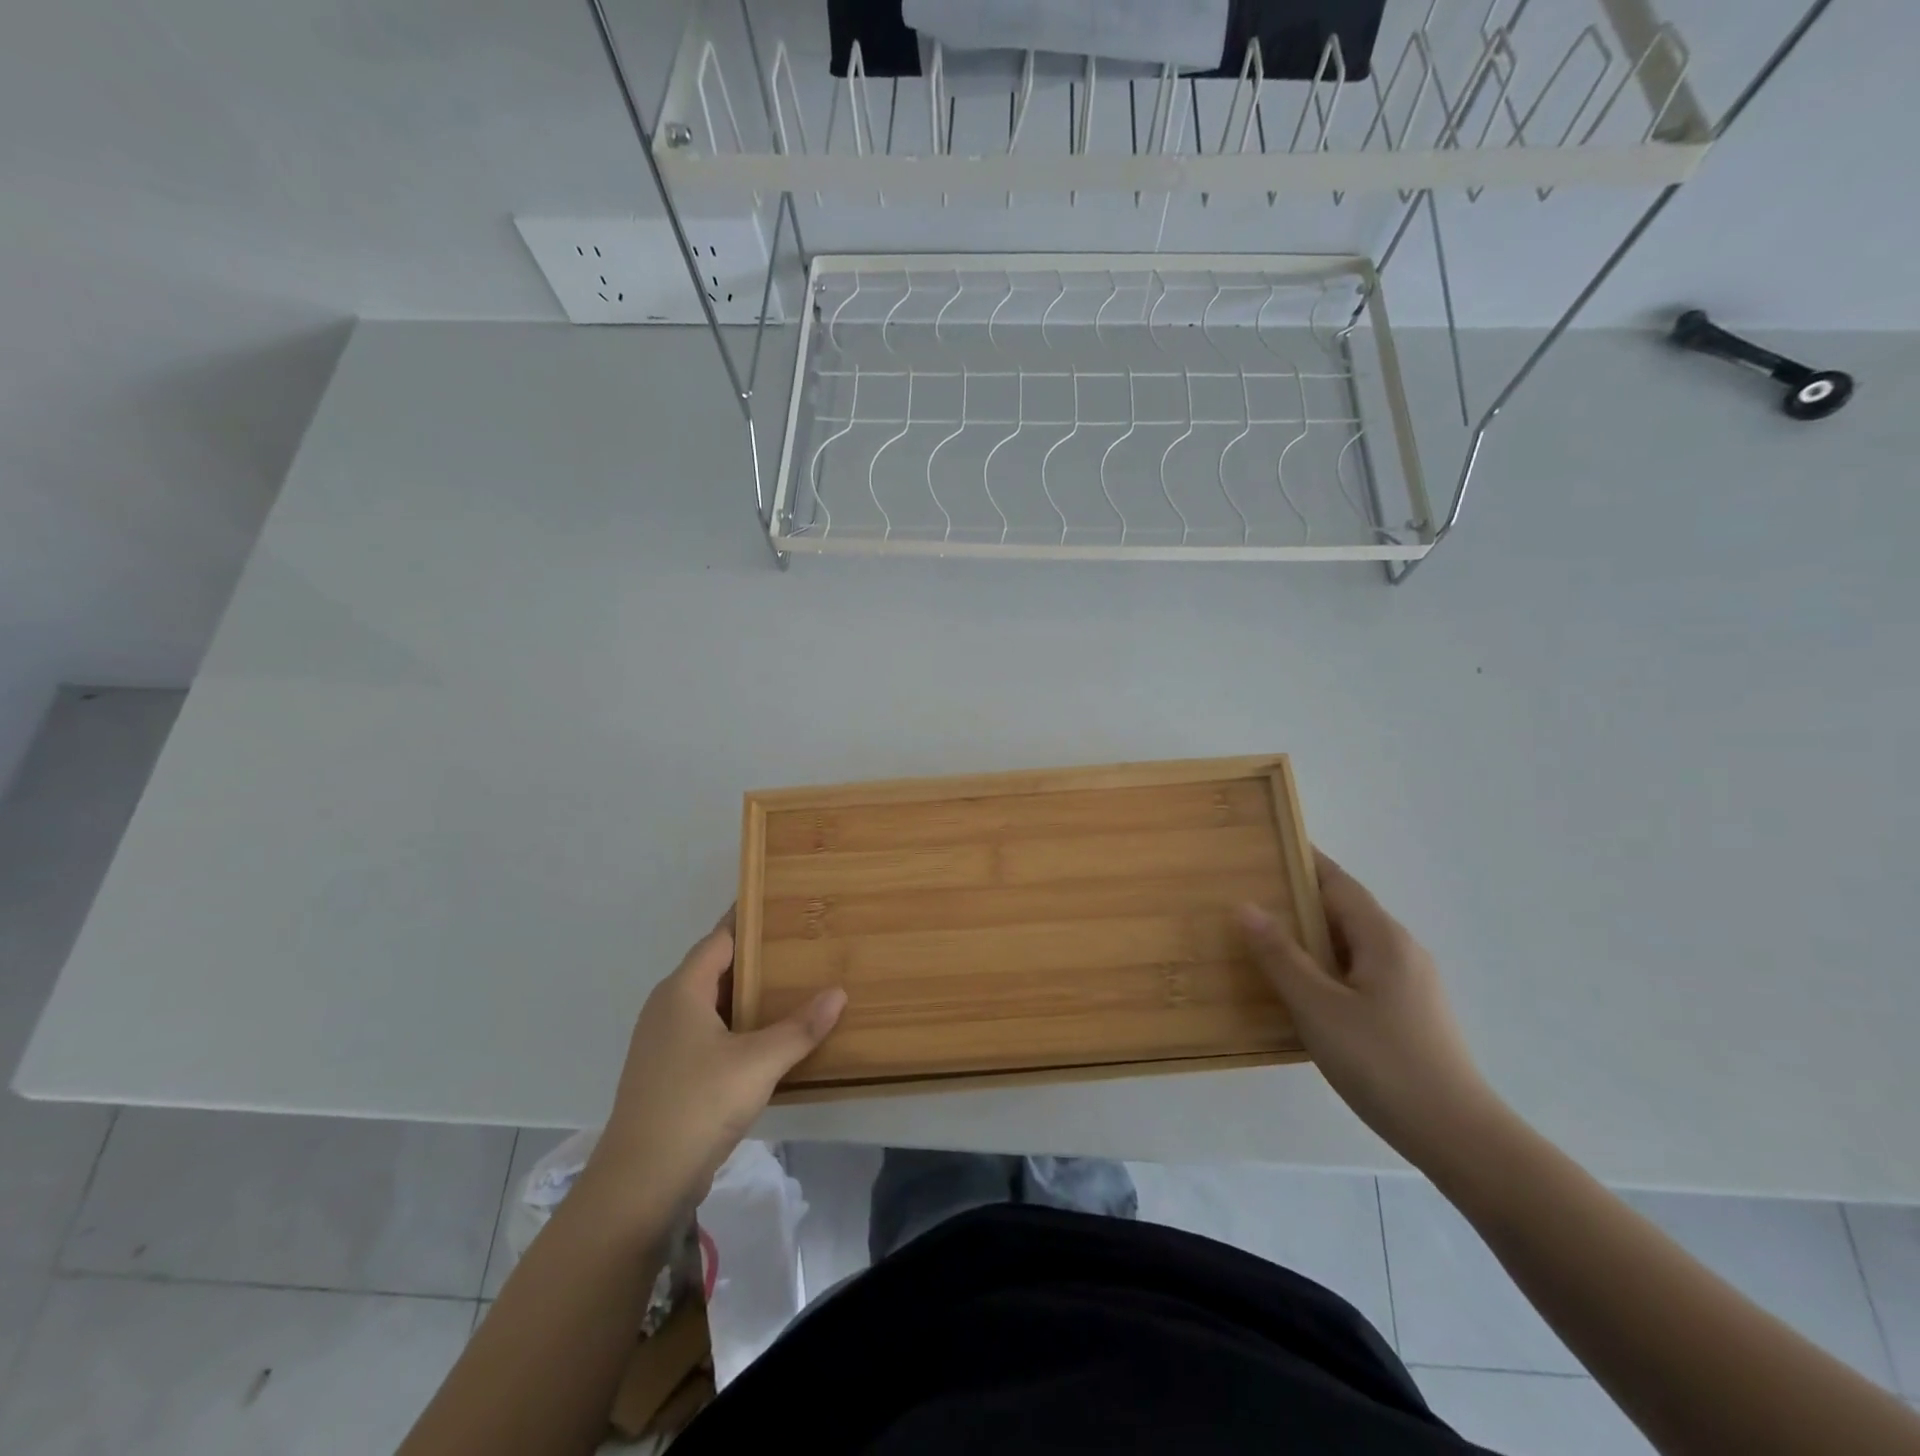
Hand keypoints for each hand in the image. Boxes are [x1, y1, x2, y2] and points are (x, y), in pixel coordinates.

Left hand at [585, 912, 846, 1217]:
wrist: (639, 1184)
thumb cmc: (697, 1105)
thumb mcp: (758, 1063)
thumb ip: (800, 1028)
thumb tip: (838, 993)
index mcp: (682, 991)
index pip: (719, 939)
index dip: (749, 921)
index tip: (783, 907)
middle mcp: (667, 1007)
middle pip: (716, 968)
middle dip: (756, 958)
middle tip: (801, 947)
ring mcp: (663, 1042)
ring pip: (712, 1004)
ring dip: (747, 996)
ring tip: (793, 987)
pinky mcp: (667, 1072)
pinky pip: (707, 1032)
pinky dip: (736, 1025)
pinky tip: (766, 1037)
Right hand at [1239, 852, 1502, 1169]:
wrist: (1459, 1137)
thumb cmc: (1382, 1063)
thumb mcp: (1318, 1007)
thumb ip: (1280, 955)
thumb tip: (1246, 906)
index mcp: (1383, 938)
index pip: (1338, 883)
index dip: (1304, 862)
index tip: (1268, 846)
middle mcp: (1402, 950)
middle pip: (1345, 910)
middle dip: (1301, 899)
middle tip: (1251, 896)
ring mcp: (1412, 983)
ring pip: (1353, 944)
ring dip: (1313, 935)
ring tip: (1268, 940)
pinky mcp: (1412, 1012)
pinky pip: (1361, 971)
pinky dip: (1329, 964)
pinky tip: (1305, 989)